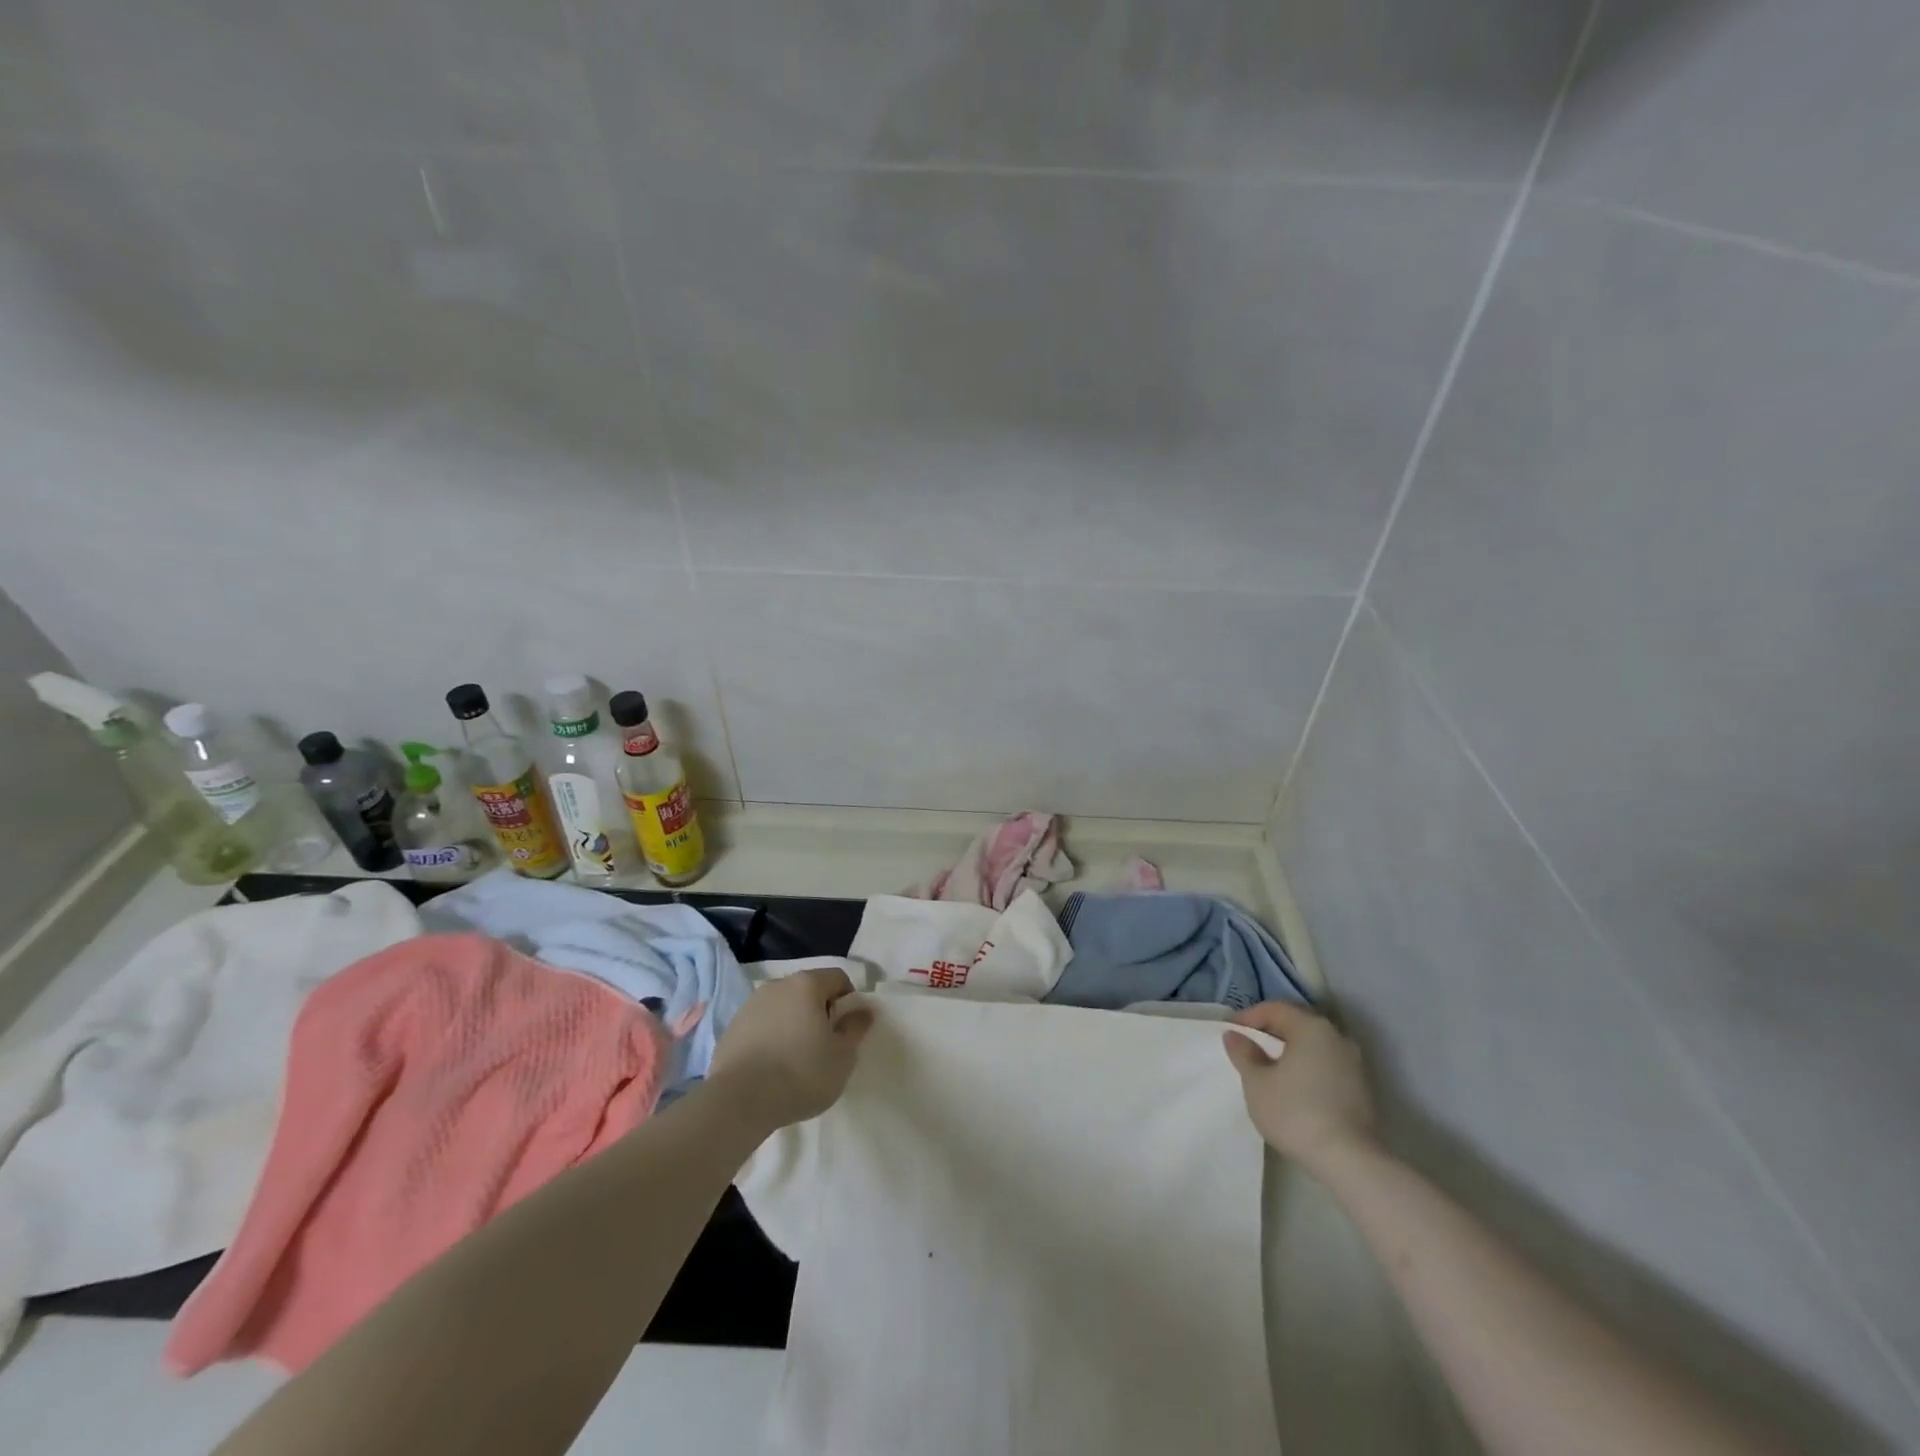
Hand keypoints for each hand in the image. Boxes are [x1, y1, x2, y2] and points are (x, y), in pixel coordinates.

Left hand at [709, 967, 872, 1132]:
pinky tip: (771, 1067)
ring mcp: (750, 1005)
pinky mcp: (731, 1028)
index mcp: (807, 984)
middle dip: (820, 1012)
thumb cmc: (800, 1074)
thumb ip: (856, 1028)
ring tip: (795, 1059)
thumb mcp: (842, 1056)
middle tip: (824, 1046)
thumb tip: (863, 1010)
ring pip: (783, 1008)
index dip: (849, 1001)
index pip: (838, 978)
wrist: (738, 1102)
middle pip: (808, 990)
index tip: (847, 1030)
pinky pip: (761, 1025)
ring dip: (793, 1024)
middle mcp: (777, 985)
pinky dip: (771, 1038)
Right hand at [1223, 1003, 1377, 1172]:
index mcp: (1311, 1027)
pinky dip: (1307, 1068)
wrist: (1349, 1160)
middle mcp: (1336, 1036)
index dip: (1249, 1017)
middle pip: (1297, 1024)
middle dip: (1271, 1032)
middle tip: (1249, 1047)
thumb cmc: (1295, 1112)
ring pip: (1314, 1046)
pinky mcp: (1362, 1088)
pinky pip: (1327, 1065)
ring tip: (1270, 1069)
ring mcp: (1354, 1063)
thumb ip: (1244, 1054)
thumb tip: (1235, 1035)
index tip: (1232, 1032)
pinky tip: (1295, 1088)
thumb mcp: (1257, 1083)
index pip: (1275, 1009)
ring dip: (1291, 1051)